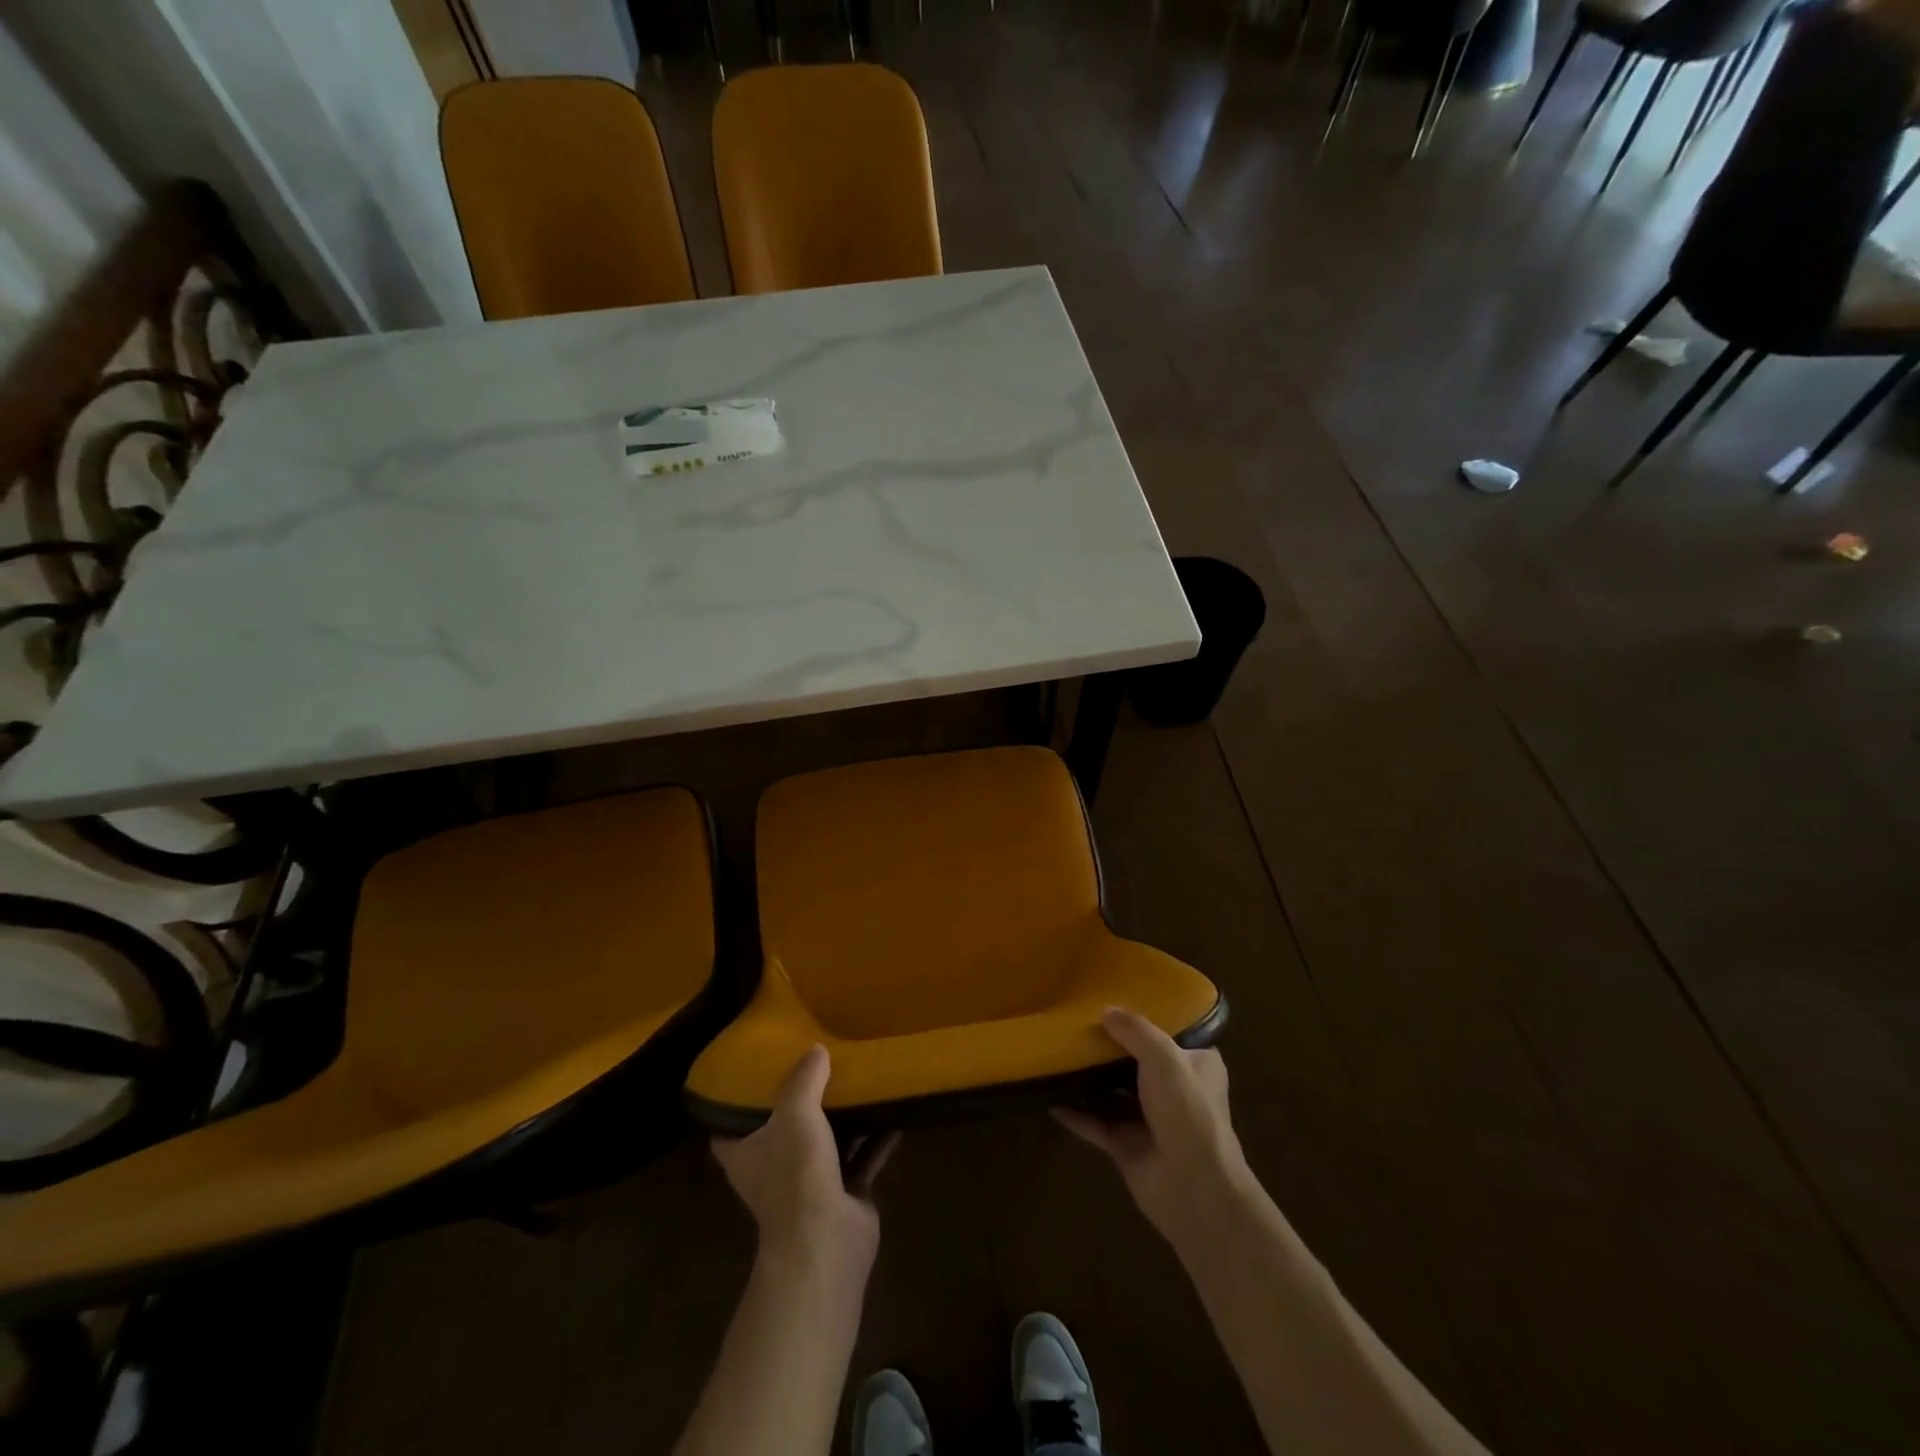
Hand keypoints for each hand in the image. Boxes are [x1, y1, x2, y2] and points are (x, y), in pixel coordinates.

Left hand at [711, 1045, 896, 1276]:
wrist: (827, 1240)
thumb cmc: (795, 1173)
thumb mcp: (795, 1112)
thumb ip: (804, 1079)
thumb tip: (816, 1049)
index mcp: (745, 1153)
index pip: (728, 1126)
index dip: (737, 1102)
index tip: (754, 1071)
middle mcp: (773, 1169)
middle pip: (783, 1129)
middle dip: (799, 1101)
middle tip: (816, 1063)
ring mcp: (809, 1183)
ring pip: (825, 1140)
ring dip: (842, 1117)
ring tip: (857, 1077)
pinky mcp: (845, 1193)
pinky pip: (862, 1155)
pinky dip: (876, 1136)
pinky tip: (892, 1108)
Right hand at [1055, 1008, 1248, 1242]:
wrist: (1192, 1186)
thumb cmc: (1187, 1110)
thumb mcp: (1164, 1056)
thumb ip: (1134, 1030)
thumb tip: (1106, 1011)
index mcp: (1196, 1065)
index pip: (1173, 1035)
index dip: (1149, 1020)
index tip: (1119, 1001)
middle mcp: (1175, 1091)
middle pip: (1137, 1062)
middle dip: (1111, 1048)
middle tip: (1078, 1023)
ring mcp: (1149, 1121)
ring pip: (1114, 1092)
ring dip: (1090, 1079)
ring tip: (1059, 1052)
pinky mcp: (1127, 1146)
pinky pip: (1095, 1124)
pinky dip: (1075, 1113)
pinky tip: (1049, 1097)